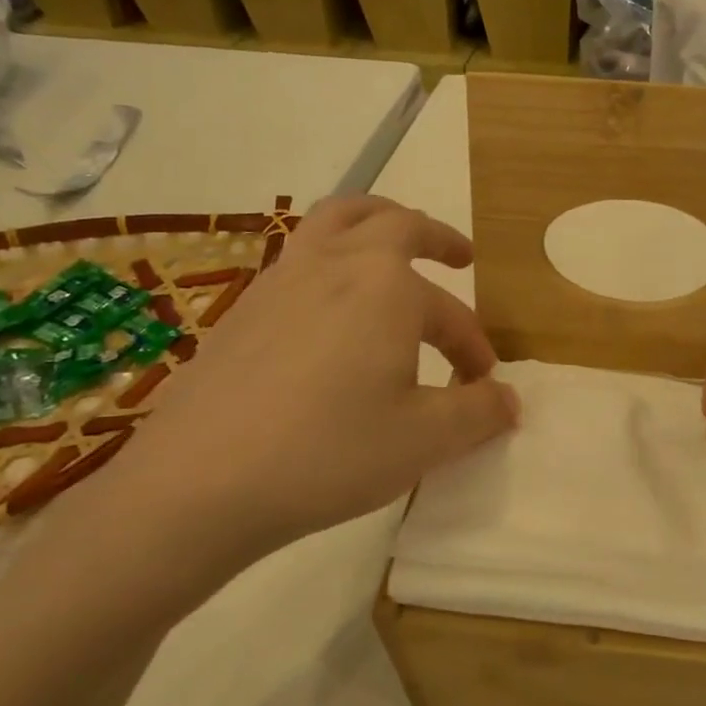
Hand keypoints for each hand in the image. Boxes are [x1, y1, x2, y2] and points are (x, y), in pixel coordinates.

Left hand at [85, 196, 518, 604]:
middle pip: (391, 221)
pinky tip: (330, 312)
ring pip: (334, 223)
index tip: (482, 383)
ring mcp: (279, 280)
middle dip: (433, 236)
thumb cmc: (329, 452)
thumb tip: (508, 400)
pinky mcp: (241, 309)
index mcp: (386, 285)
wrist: (197, 484)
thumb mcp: (425, 439)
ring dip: (375, 226)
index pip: (449, 311)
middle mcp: (334, 263)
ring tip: (391, 250)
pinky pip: (299, 259)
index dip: (473, 345)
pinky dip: (330, 262)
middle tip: (458, 256)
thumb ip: (478, 412)